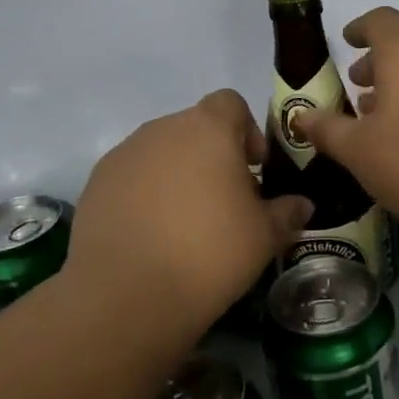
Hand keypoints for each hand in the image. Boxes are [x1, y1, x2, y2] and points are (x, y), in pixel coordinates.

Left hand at [68, 91, 311, 322]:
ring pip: (161, 152)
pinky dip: (145, 194)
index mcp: (207, 129)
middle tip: (225, 202)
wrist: (125, 295)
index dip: (246, 129)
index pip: (230, 103)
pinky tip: (152, 235)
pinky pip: (132, 177)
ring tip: (186, 223)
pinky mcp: (96, 184)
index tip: (253, 169)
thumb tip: (302, 205)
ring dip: (178, 175)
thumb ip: (286, 213)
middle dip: (213, 157)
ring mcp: (124, 155)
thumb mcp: (264, 237)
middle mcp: (162, 129)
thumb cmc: (209, 253)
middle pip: (195, 128)